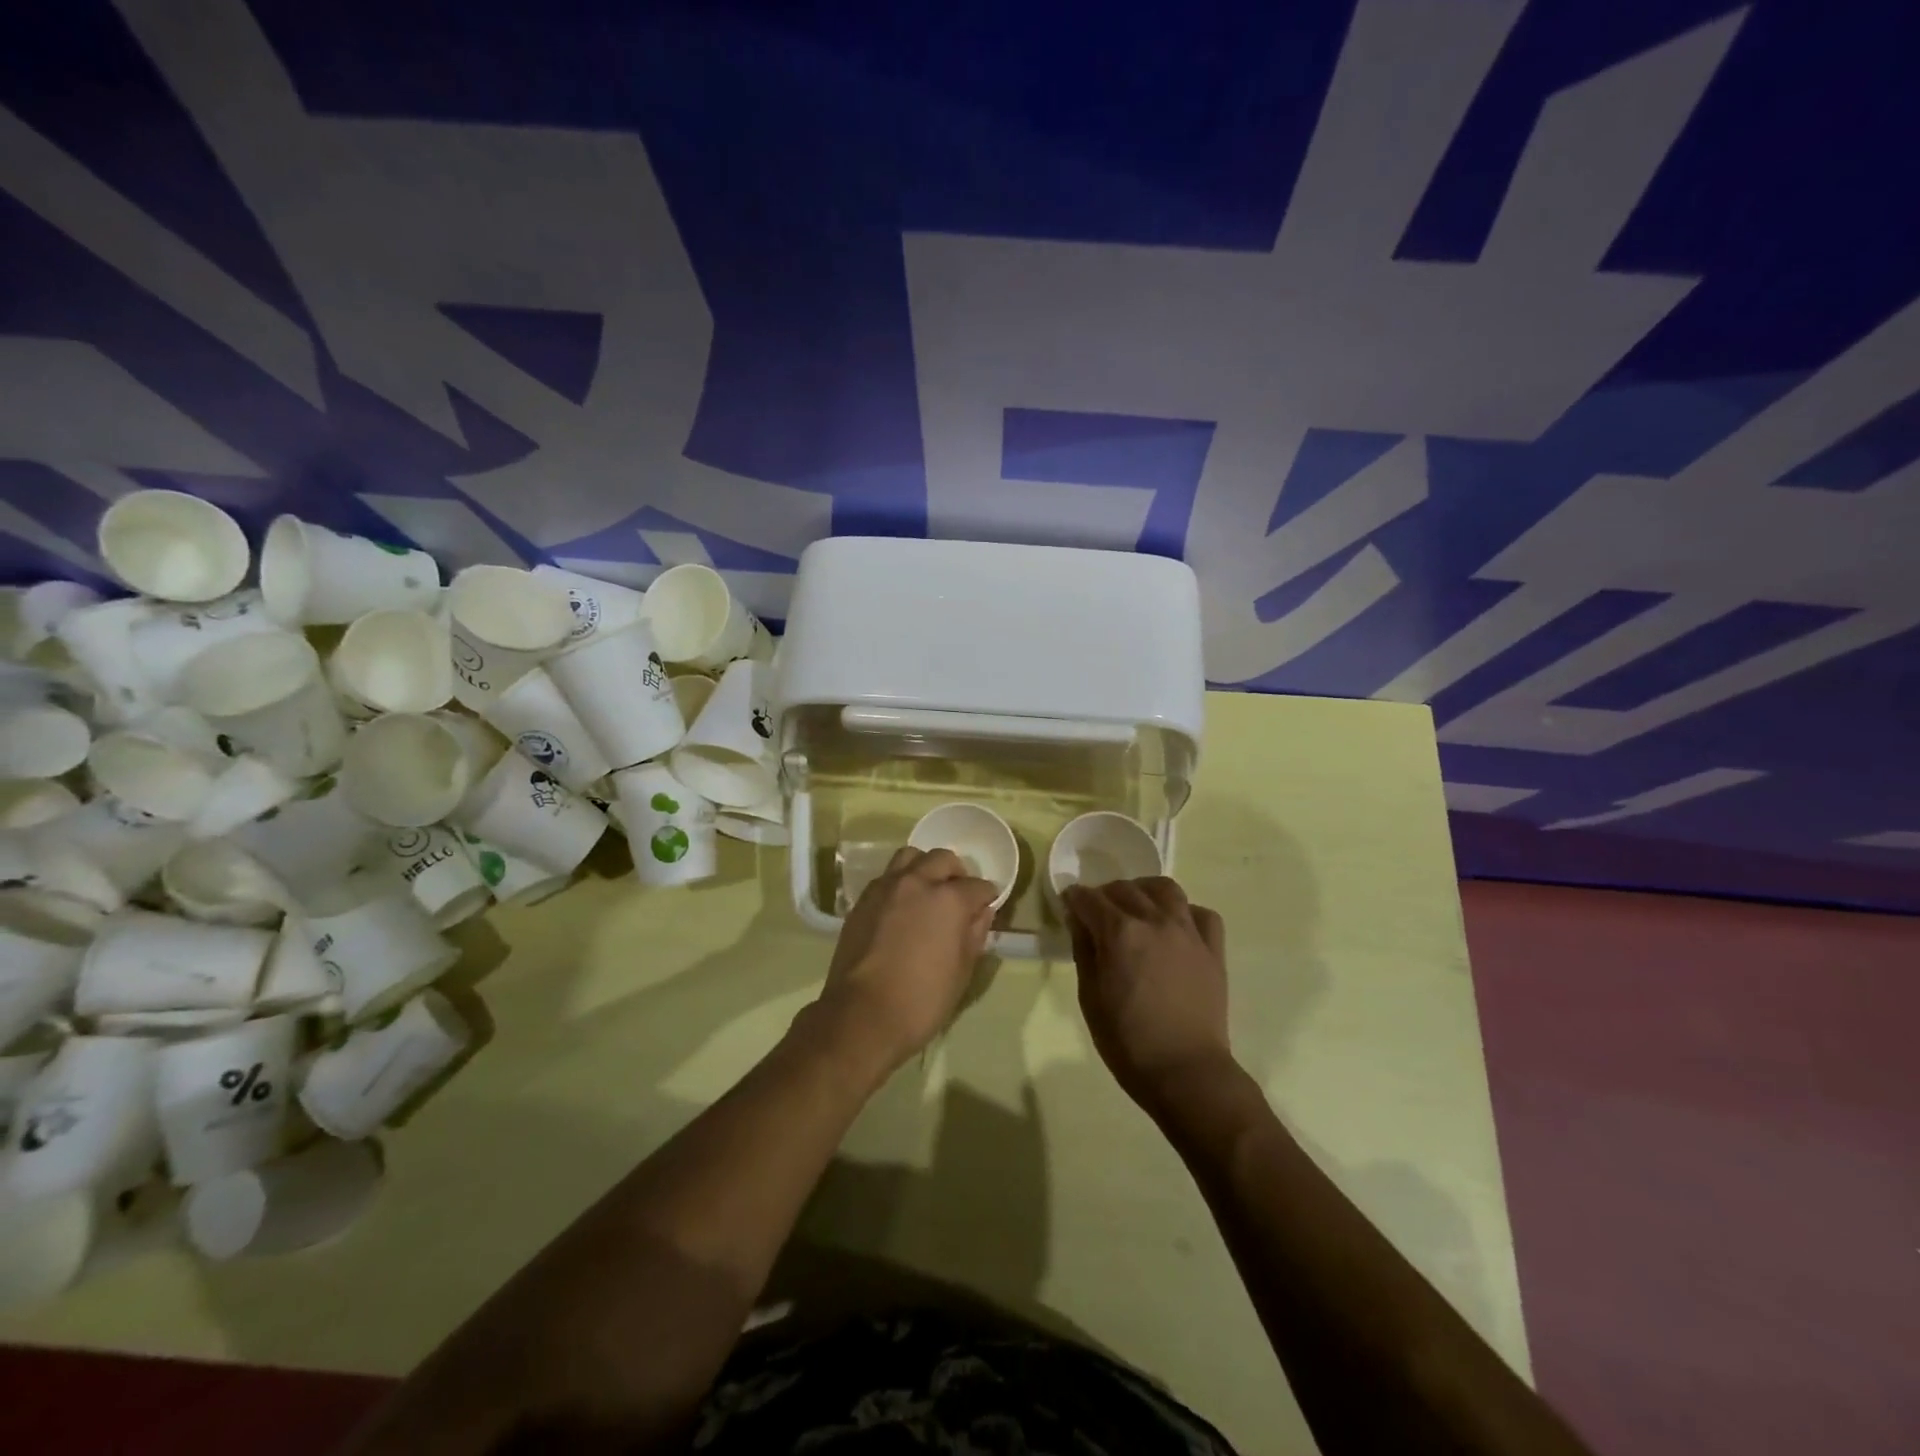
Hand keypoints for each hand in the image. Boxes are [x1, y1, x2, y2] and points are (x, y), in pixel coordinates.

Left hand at [812, 847, 998, 1075]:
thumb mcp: (962, 972)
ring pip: (911, 857)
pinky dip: (900, 882)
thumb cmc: (922, 999)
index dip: (986, 898)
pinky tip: (902, 906)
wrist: (862, 1014)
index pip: (978, 886)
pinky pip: (887, 876)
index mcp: (949, 899)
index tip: (986, 908)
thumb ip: (975, 934)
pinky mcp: (863, 900)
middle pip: (944, 859)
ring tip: (928, 891)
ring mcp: (886, 887)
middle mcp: (918, 882)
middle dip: (957, 874)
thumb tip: (982, 912)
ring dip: (925, 868)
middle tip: (959, 896)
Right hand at [1063, 877, 1232, 1115]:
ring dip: (1144, 891)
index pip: (1089, 898)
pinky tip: (1175, 926)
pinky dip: (1184, 912)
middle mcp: (1155, 920)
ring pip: (1165, 889)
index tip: (1069, 905)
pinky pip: (1201, 913)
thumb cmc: (1127, 1041)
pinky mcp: (1213, 949)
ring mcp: (1188, 931)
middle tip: (1097, 913)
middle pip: (1124, 889)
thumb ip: (1084, 950)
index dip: (1074, 899)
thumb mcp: (1090, 997)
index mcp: (1120, 932)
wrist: (1186, 1072)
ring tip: (1137, 907)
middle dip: (1104, 895)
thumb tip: (1079, 920)